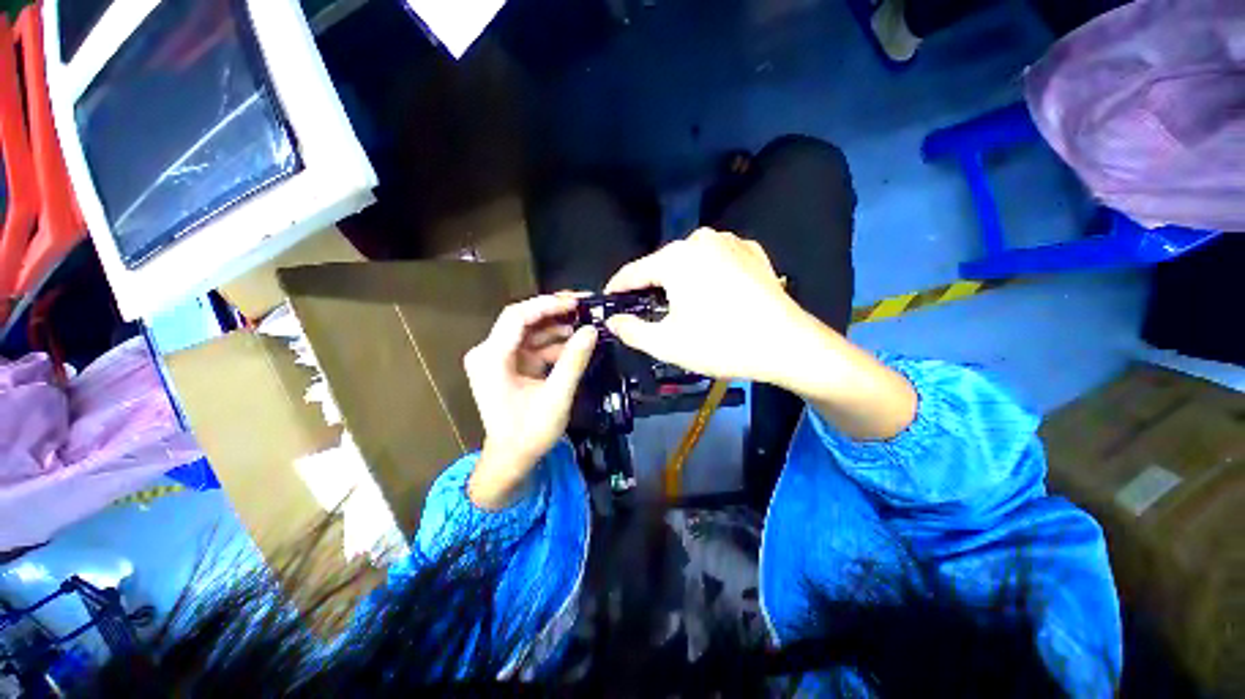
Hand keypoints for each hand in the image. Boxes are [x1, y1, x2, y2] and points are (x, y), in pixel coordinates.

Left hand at [464, 295, 597, 508]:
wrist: (512, 459)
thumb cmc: (530, 432)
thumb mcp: (557, 396)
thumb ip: (574, 361)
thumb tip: (592, 330)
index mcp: (491, 358)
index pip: (517, 317)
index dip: (547, 305)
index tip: (575, 302)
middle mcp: (488, 353)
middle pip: (522, 321)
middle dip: (554, 314)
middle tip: (585, 308)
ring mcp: (497, 359)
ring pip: (529, 333)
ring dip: (556, 330)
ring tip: (585, 326)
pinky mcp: (507, 366)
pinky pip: (531, 347)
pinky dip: (552, 345)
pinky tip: (574, 345)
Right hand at [604, 228, 815, 383]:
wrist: (787, 344)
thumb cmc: (721, 343)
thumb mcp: (668, 344)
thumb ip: (632, 331)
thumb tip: (613, 321)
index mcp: (676, 257)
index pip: (634, 272)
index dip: (618, 288)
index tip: (608, 300)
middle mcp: (701, 239)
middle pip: (663, 265)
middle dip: (651, 288)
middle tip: (646, 313)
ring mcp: (731, 241)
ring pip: (690, 262)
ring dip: (679, 282)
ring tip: (680, 307)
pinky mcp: (752, 251)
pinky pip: (717, 262)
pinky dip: (707, 276)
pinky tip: (713, 296)